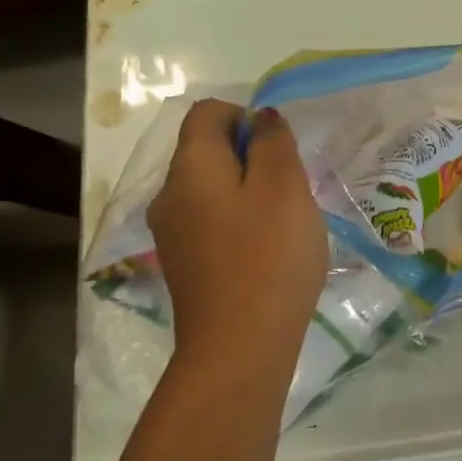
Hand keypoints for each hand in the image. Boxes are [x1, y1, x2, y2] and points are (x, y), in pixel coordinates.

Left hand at [148, 99, 326, 363]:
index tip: (281, 149)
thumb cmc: (269, 258)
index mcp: (190, 168)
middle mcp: (170, 194)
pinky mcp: (185, 264)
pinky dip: (240, 223)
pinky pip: (212, 222)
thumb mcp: (284, 189)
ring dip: (250, 192)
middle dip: (252, 157)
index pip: (206, 113)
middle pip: (207, 151)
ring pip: (213, 189)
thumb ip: (273, 143)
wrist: (239, 347)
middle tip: (291, 189)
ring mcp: (173, 233)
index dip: (246, 116)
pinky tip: (268, 251)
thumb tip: (260, 117)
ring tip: (285, 222)